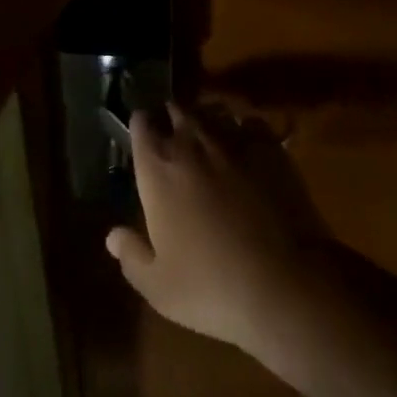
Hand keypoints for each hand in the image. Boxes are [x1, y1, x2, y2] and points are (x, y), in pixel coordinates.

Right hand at [106, 105, 327, 353]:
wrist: (284, 284)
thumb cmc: (211, 286)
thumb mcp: (159, 287)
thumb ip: (132, 256)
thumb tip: (111, 236)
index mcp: (158, 167)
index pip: (140, 124)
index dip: (140, 127)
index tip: (143, 137)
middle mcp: (190, 142)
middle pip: (176, 109)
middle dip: (171, 118)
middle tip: (174, 137)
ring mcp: (232, 140)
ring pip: (211, 111)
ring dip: (206, 120)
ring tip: (209, 137)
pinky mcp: (268, 147)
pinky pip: (249, 123)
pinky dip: (243, 130)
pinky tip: (246, 148)